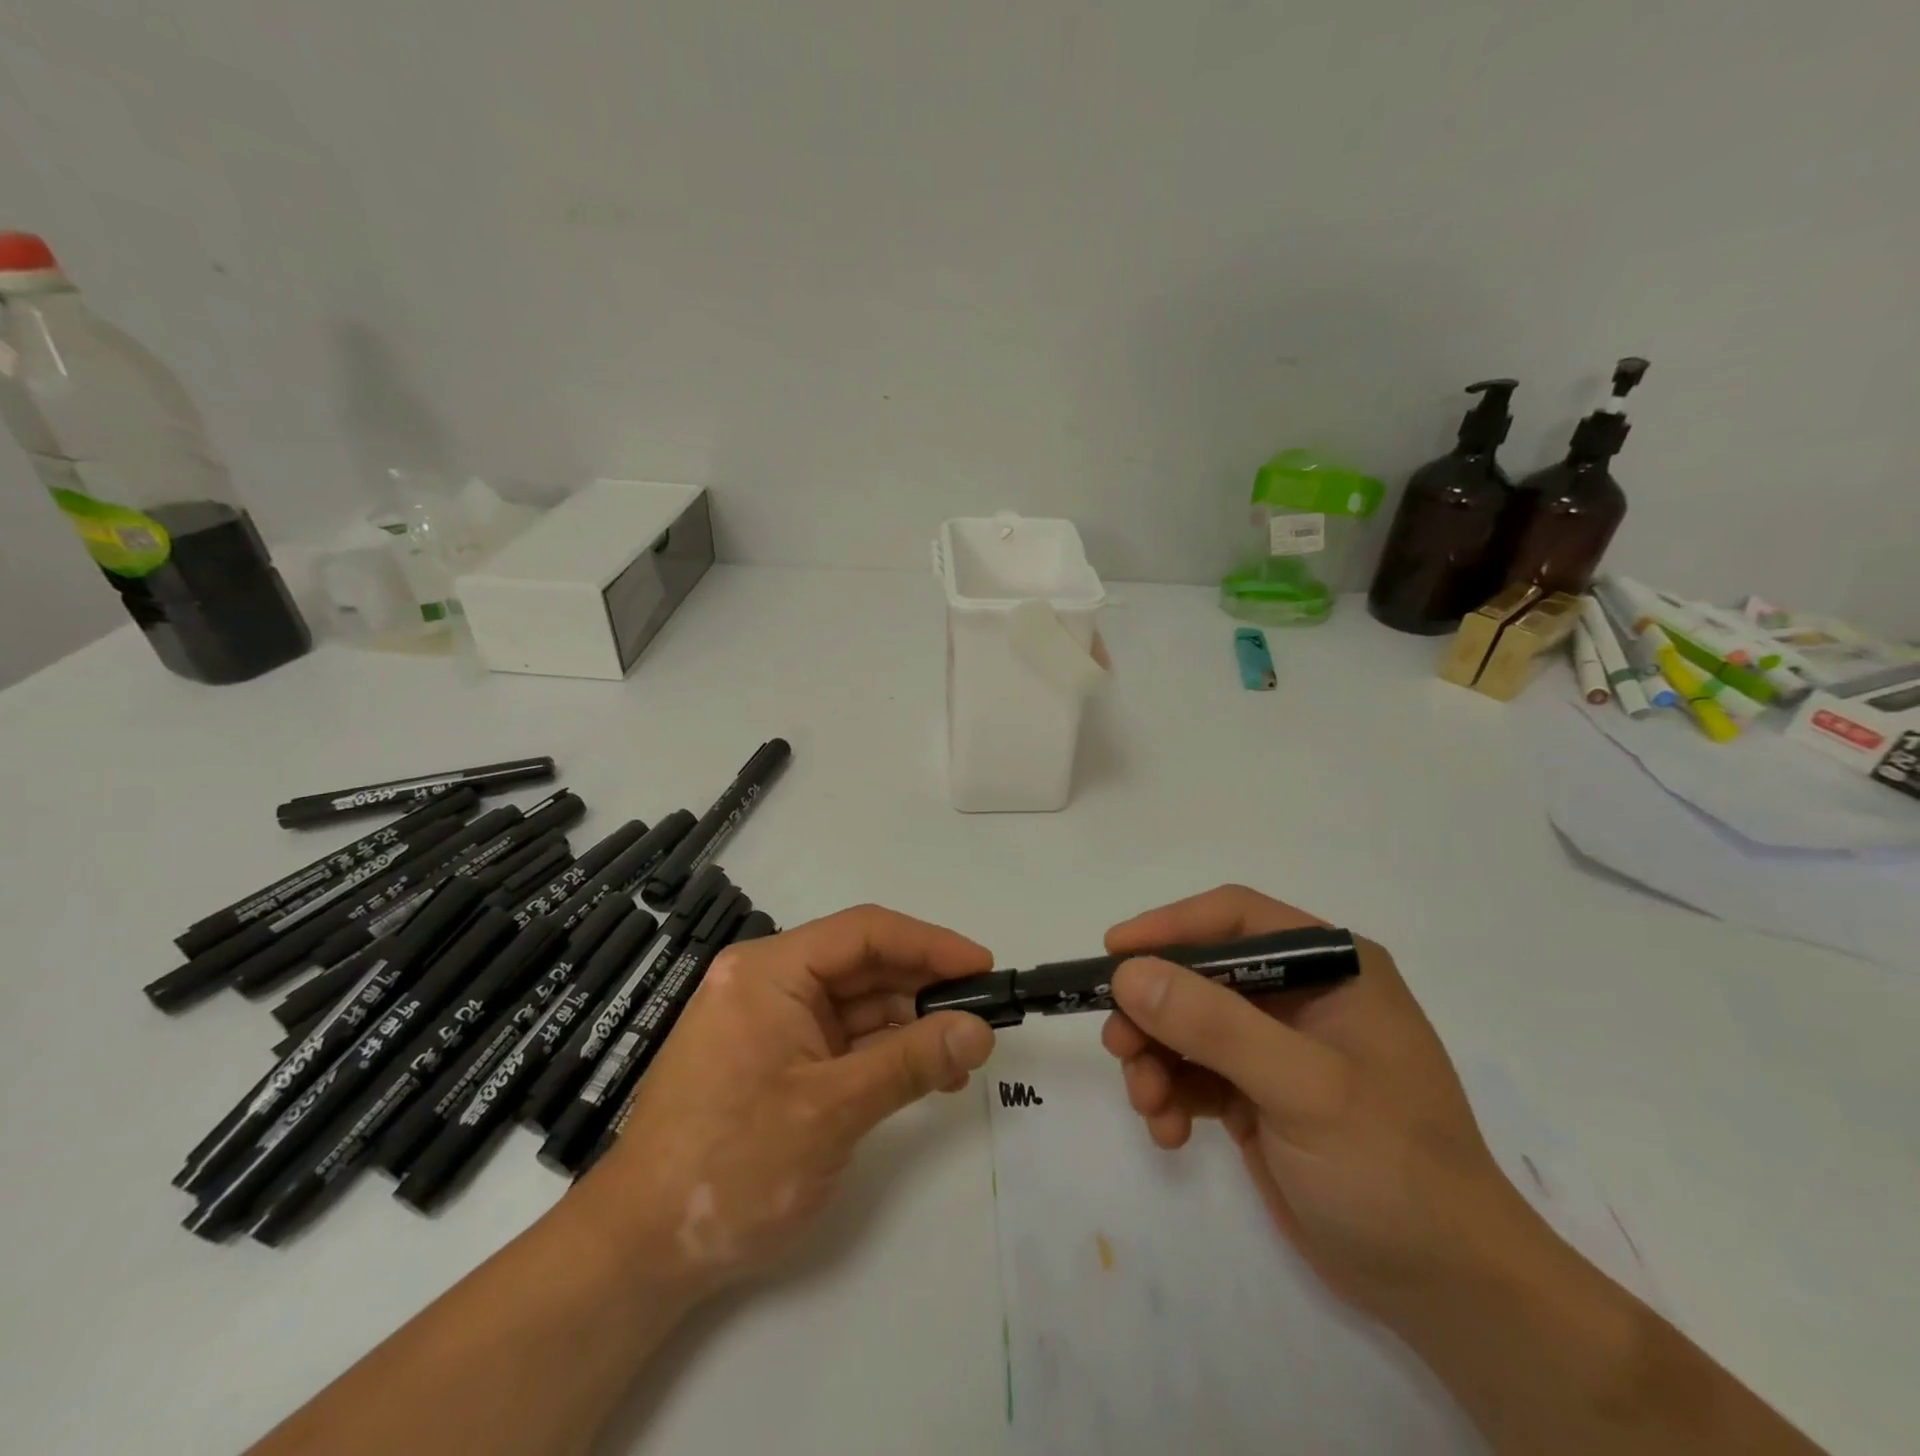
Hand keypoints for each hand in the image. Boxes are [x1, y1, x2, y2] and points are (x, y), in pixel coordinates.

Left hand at [577, 905, 997, 1297]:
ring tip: (962, 1056)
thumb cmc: (732, 1165)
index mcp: (769, 970)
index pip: (864, 933)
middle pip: (862, 964)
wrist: (641, 1251)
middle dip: (924, 987)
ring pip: (857, 1002)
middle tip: (983, 1013)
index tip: (983, 966)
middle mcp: (768, 981)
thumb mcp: (832, 1110)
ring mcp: (770, 1019)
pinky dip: (884, 1052)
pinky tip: (925, 1073)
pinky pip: (842, 1037)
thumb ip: (911, 1062)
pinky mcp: (775, 1056)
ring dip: (910, 1024)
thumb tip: (981, 1030)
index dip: (930, 944)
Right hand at [1101, 885, 1539, 1326]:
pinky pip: (1193, 1074)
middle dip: (1154, 1010)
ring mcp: (1277, 1048)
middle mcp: (1301, 996)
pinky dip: (1171, 1096)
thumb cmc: (1392, 1168)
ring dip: (1155, 1059)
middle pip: (1200, 974)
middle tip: (1120, 1046)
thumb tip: (1129, 974)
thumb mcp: (1304, 1089)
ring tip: (1148, 1104)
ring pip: (1187, 1025)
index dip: (1171, 927)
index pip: (1236, 919)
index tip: (1114, 954)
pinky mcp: (1259, 1095)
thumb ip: (1215, 1026)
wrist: (1448, 1292)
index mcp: (1331, 968)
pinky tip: (1170, 1133)